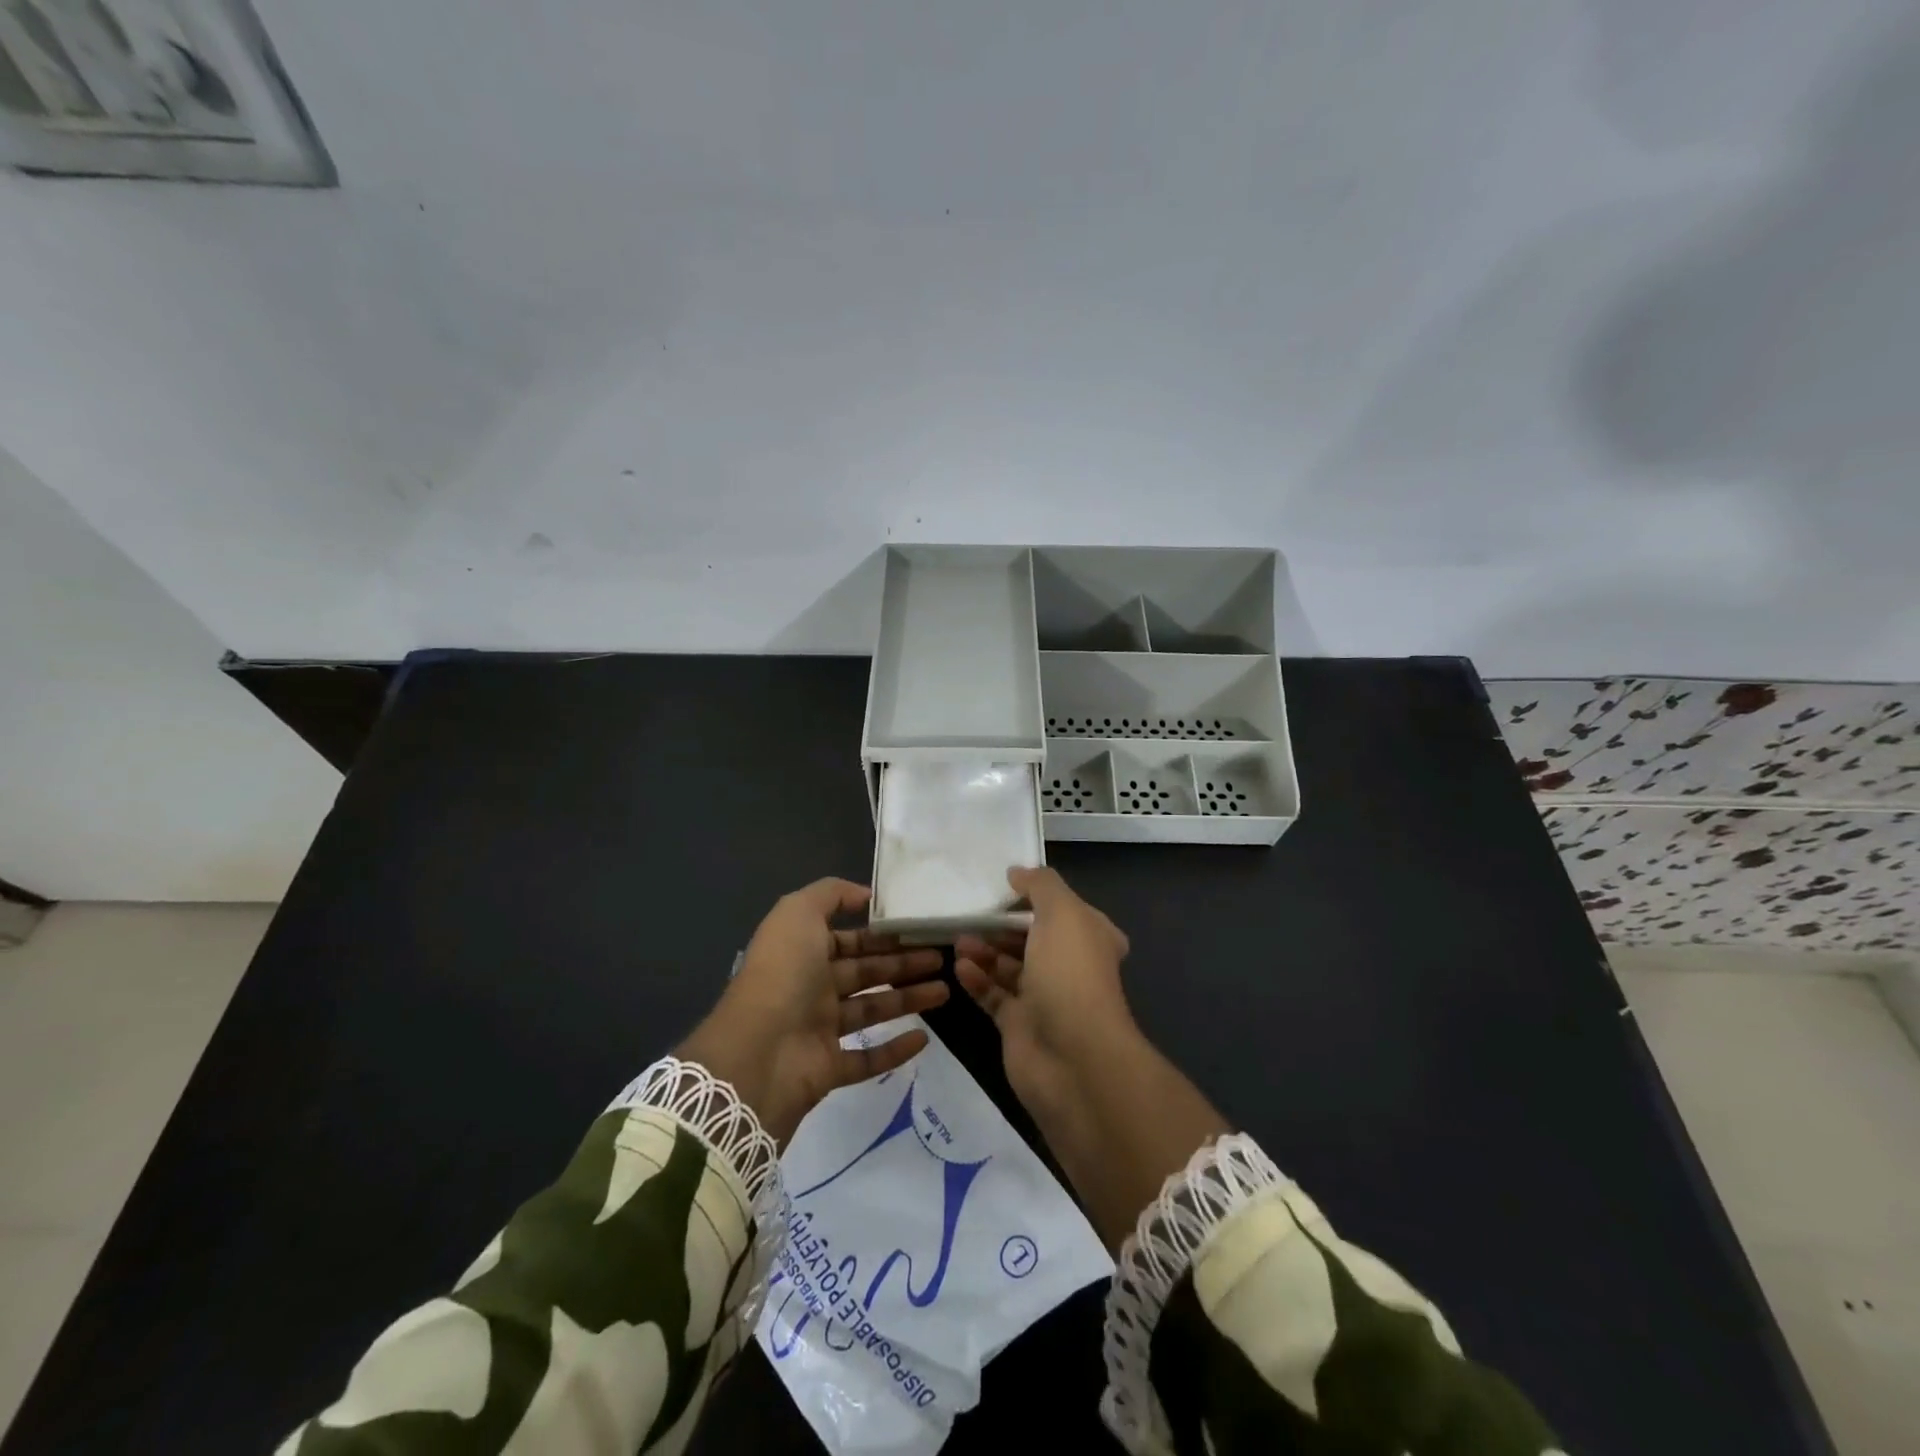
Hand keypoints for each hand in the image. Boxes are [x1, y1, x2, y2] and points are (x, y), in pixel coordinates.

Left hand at [678, 879, 947, 1143]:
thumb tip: (866, 896)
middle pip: (866, 972)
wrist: (757, 1052)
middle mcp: (812, 988)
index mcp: (803, 952)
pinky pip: (867, 1058)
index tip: (919, 930)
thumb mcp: (798, 913)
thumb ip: (831, 894)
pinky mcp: (829, 1069)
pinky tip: (924, 1038)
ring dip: (909, 999)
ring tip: (946, 990)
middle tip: (943, 958)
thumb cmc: (783, 973)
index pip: (850, 939)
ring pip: (872, 1009)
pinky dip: (895, 1050)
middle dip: (904, 963)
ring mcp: (820, 1030)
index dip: (883, 935)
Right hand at [954, 866, 1135, 1122]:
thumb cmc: (1070, 973)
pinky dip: (977, 980)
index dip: (1039, 898)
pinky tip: (959, 967)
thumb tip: (1017, 872)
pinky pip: (994, 996)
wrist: (1072, 1056)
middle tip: (970, 914)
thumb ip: (1040, 885)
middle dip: (1002, 926)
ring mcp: (1045, 998)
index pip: (1066, 910)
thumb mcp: (1062, 912)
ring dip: (984, 951)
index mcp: (1090, 938)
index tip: (1005, 887)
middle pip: (1032, 939)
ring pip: (1009, 967)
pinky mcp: (1019, 1025)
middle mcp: (1070, 967)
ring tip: (958, 939)